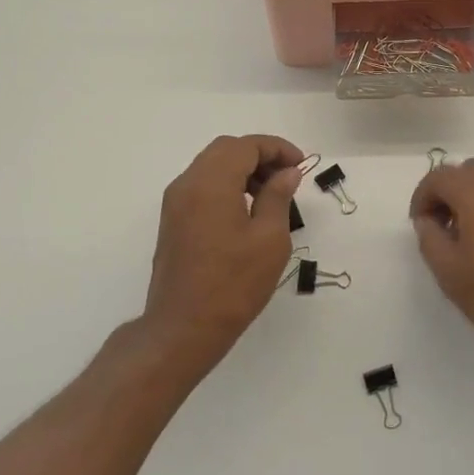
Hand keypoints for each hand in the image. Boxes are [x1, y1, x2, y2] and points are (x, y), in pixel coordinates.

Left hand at [143, 135, 304, 358]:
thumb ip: (278, 197)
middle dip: (260, 155)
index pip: (246, 146)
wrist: (183, 328)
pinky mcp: (172, 221)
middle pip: (226, 150)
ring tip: (271, 194)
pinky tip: (247, 210)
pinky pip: (202, 186)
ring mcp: (175, 203)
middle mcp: (187, 184)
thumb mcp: (269, 239)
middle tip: (288, 177)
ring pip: (212, 166)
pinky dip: (226, 185)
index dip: (277, 148)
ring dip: (243, 170)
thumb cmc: (233, 284)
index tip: (301, 165)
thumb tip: (287, 172)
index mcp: (211, 183)